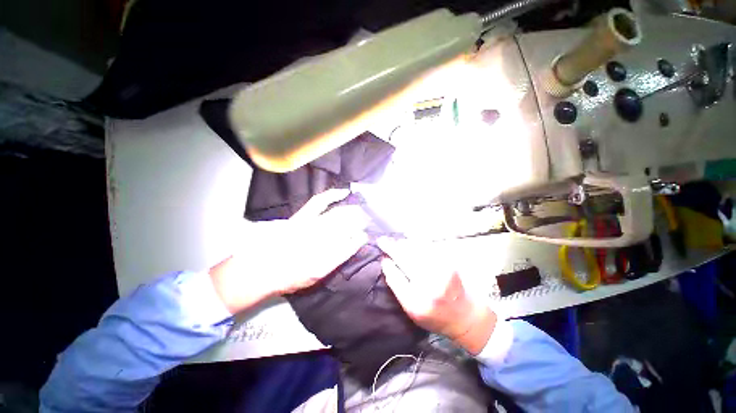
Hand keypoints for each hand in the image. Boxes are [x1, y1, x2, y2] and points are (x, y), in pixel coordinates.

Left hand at [210, 189, 368, 313]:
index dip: (362, 237)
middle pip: (349, 225)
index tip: (368, 234)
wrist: (263, 268)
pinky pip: (320, 202)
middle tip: (370, 220)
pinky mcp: (304, 216)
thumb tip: (354, 243)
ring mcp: (314, 224)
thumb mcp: (318, 275)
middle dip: (362, 221)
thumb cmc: (292, 275)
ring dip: (354, 211)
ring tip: (363, 209)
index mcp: (328, 255)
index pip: (353, 242)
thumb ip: (338, 258)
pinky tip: (344, 192)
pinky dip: (333, 195)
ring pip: (340, 213)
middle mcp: (323, 237)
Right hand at [378, 238, 496, 354]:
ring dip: (403, 244)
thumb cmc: (436, 317)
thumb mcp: (412, 312)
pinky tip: (410, 242)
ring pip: (416, 250)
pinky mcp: (449, 264)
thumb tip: (387, 265)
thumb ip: (399, 289)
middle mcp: (428, 286)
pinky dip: (417, 243)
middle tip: (382, 241)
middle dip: (391, 248)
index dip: (387, 265)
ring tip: (395, 242)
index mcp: (416, 303)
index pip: (395, 277)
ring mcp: (440, 272)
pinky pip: (428, 248)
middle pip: (405, 259)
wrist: (466, 316)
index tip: (382, 258)